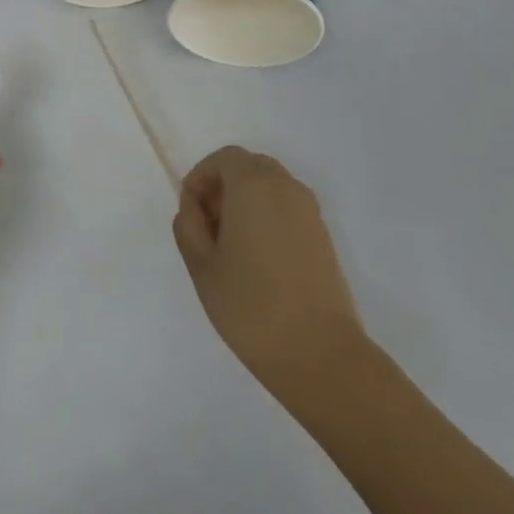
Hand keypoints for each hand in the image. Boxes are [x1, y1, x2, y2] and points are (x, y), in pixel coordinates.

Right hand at [172, 147, 365, 405]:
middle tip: (207, 225)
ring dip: (245, 202)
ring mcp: (311, 214)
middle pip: (250, 167)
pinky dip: (266, 217)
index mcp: (254, 186)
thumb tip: (195, 209)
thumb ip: (189, 226)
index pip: (224, 159)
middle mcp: (287, 190)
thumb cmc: (250, 305)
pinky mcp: (324, 238)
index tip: (190, 213)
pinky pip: (287, 209)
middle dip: (223, 186)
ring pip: (271, 187)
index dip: (200, 178)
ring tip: (229, 246)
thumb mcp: (201, 264)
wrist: (319, 354)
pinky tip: (256, 259)